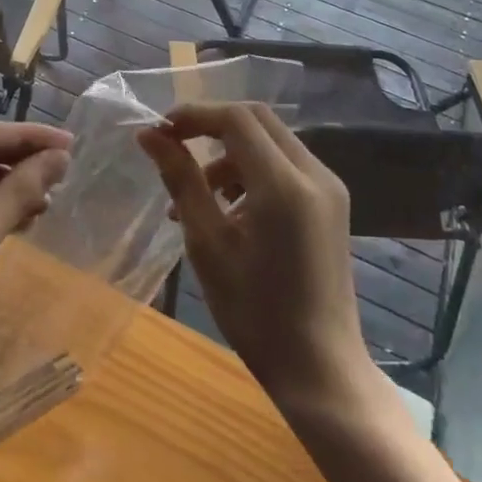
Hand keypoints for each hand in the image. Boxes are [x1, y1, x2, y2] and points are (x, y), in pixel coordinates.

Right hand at [139, 103, 371, 412]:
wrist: (319, 366)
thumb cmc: (254, 311)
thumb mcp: (208, 243)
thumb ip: (181, 180)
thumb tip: (149, 135)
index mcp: (284, 185)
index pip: (237, 119)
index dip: (194, 114)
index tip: (159, 131)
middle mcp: (314, 174)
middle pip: (258, 120)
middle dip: (212, 126)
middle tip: (173, 148)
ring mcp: (329, 188)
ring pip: (272, 141)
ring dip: (230, 153)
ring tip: (195, 196)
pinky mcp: (332, 204)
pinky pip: (286, 166)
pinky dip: (252, 171)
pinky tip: (228, 209)